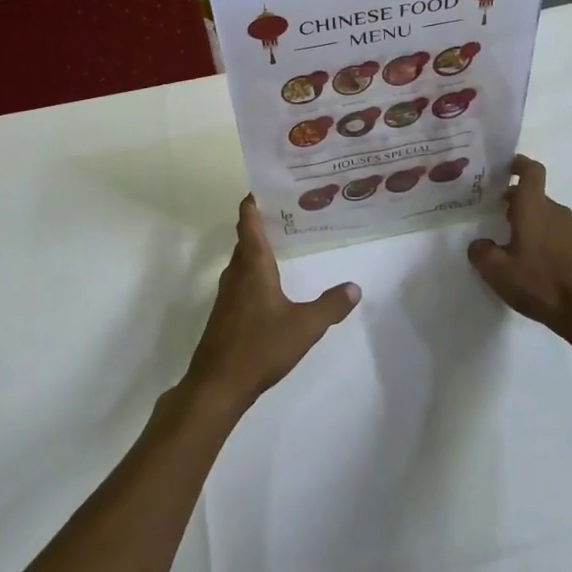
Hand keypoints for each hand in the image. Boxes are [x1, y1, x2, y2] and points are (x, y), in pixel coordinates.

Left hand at [186, 197, 359, 411]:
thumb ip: (331, 306)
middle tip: (289, 211)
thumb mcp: (305, 326)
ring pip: (242, 260)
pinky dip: (254, 271)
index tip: (267, 185)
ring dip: (257, 248)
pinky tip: (271, 284)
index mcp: (253, 265)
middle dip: (263, 222)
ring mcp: (227, 295)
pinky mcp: (225, 314)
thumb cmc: (260, 347)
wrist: (217, 386)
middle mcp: (236, 273)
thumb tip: (355, 287)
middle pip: (246, 238)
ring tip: (284, 242)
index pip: (249, 221)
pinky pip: (240, 280)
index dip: (254, 201)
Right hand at [468, 156, 571, 339]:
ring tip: (505, 239)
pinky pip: (552, 230)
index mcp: (534, 207)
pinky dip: (537, 235)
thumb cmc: (540, 283)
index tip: (503, 167)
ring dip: (524, 218)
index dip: (518, 163)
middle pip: (533, 193)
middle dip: (512, 198)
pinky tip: (526, 260)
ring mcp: (569, 230)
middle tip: (490, 209)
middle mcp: (554, 212)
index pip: (531, 170)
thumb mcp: (496, 270)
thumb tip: (480, 244)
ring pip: (542, 213)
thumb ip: (480, 251)